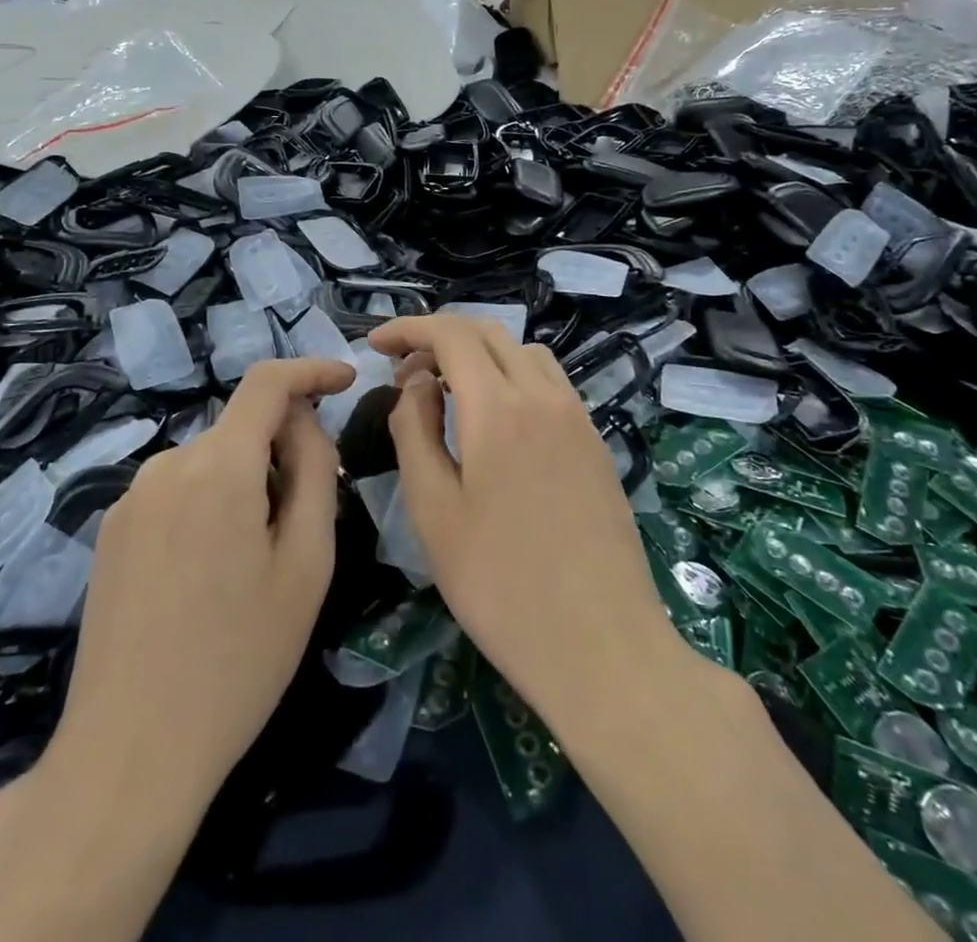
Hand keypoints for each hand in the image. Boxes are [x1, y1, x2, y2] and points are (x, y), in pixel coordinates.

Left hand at [46, 357, 354, 805]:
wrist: (130, 752)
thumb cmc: (239, 659)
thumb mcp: (306, 564)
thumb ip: (315, 472)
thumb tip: (303, 423)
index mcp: (219, 466)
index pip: (267, 383)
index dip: (310, 371)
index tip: (345, 380)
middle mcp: (167, 465)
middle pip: (240, 428)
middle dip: (281, 450)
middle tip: (306, 518)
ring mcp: (130, 498)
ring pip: (209, 462)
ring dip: (244, 482)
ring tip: (255, 561)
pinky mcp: (110, 531)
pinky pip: (176, 491)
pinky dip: (208, 504)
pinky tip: (208, 576)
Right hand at [369, 316, 680, 721]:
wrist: (602, 646)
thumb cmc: (500, 585)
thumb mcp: (433, 510)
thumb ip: (415, 431)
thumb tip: (418, 384)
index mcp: (499, 407)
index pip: (450, 334)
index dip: (408, 328)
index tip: (374, 344)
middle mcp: (544, 396)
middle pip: (489, 333)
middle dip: (439, 338)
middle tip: (404, 374)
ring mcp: (577, 417)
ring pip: (524, 353)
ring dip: (479, 355)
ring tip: (448, 394)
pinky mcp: (595, 442)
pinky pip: (549, 383)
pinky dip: (512, 377)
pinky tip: (496, 423)